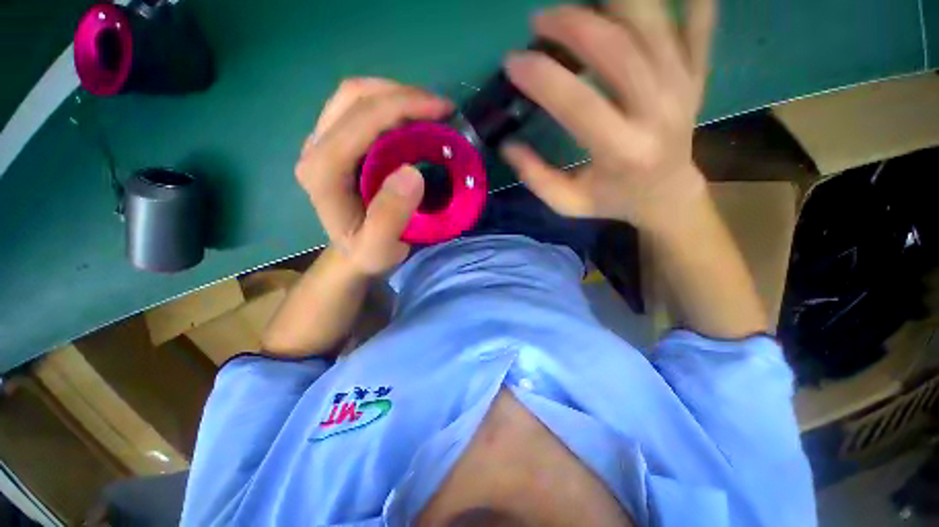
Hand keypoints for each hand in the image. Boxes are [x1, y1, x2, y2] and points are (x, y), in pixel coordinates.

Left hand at [295, 79, 452, 275]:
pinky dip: (390, 105)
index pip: (360, 121)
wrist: (352, 253)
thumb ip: (391, 217)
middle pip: (354, 96)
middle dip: (403, 94)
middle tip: (442, 109)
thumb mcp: (380, 248)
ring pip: (355, 95)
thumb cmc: (367, 253)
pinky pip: (358, 107)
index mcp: (323, 173)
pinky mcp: (333, 141)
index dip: (403, 105)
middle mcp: (315, 149)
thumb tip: (412, 173)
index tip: (443, 111)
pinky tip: (413, 119)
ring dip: (397, 95)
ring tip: (431, 112)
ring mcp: (321, 141)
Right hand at [501, 0, 715, 233]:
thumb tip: (507, 145)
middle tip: (539, 21)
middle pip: (616, 48)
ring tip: (578, 6)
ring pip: (652, 23)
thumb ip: (536, 178)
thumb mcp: (568, 202)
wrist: (667, 195)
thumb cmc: (612, 200)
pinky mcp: (697, 73)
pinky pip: (699, 20)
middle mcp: (658, 112)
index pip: (578, 103)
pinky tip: (647, 0)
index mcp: (622, 151)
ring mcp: (684, 86)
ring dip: (612, 2)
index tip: (512, 63)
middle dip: (571, 24)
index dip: (541, 77)